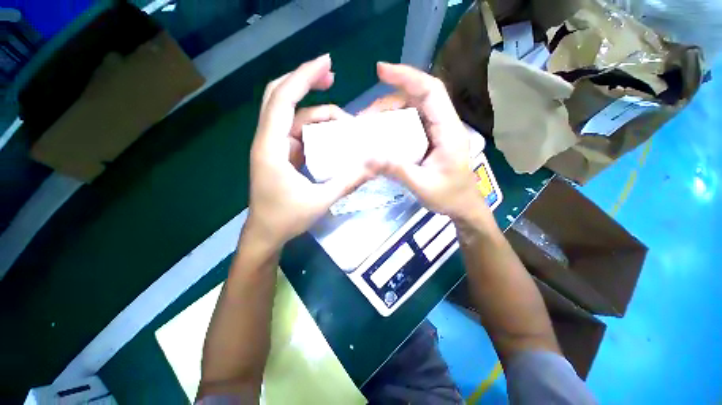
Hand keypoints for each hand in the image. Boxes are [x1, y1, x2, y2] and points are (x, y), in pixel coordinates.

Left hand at [246, 54, 378, 247]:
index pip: (283, 100)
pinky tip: (332, 137)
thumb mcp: (320, 201)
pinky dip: (315, 130)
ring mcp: (274, 148)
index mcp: (271, 148)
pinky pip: (298, 133)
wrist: (265, 235)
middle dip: (306, 83)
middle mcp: (268, 141)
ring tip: (344, 122)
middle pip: (281, 98)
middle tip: (332, 78)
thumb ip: (348, 182)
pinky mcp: (281, 156)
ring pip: (293, 118)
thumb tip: (374, 165)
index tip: (326, 63)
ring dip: (317, 113)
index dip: (303, 77)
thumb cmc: (286, 219)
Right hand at [364, 62, 489, 221]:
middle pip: (419, 97)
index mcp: (449, 131)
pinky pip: (411, 123)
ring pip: (413, 109)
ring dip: (390, 111)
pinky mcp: (430, 139)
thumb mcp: (421, 185)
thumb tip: (367, 158)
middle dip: (390, 98)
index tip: (381, 71)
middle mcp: (444, 124)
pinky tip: (381, 132)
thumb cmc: (448, 196)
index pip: (431, 91)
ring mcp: (437, 131)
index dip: (407, 76)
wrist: (462, 206)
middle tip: (366, 115)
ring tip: (369, 123)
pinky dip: (394, 122)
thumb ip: (396, 170)